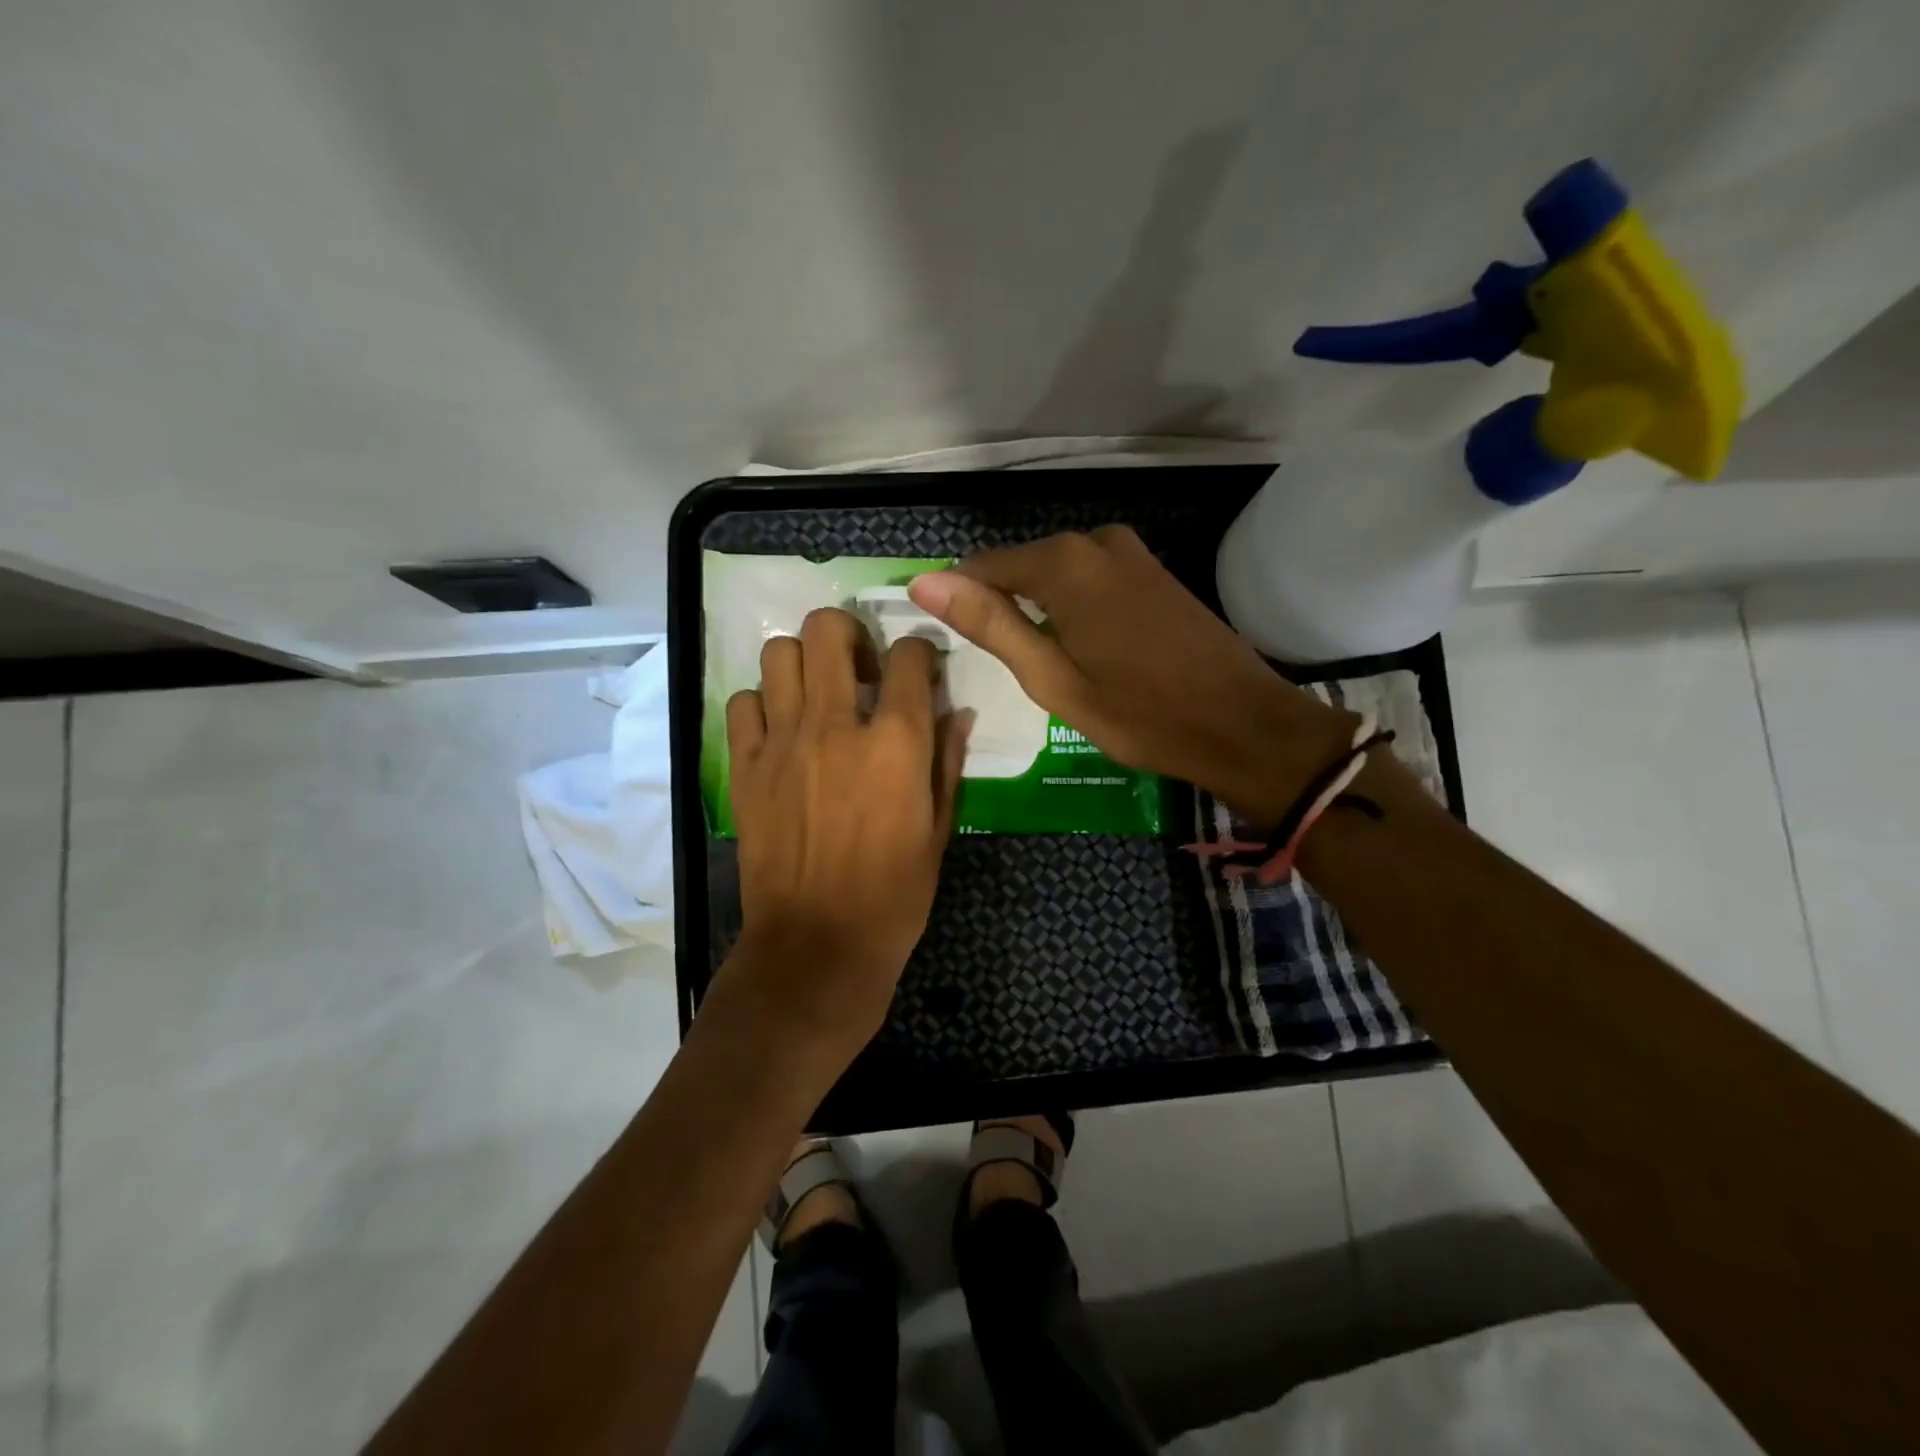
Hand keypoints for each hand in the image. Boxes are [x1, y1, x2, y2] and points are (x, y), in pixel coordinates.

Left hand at [720, 607, 968, 1059]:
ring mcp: (783, 742)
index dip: (919, 653)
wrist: (817, 945)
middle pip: (828, 629)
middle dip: (849, 633)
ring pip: (779, 653)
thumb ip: (948, 761)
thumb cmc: (894, 894)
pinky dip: (762, 704)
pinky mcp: (745, 766)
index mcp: (896, 742)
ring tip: (816, 693)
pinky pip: (743, 702)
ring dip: (802, 662)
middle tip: (858, 666)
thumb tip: (958, 713)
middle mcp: (836, 725)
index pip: (910, 656)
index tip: (918, 670)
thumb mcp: (939, 830)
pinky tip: (780, 731)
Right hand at [907, 526, 1348, 824]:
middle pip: (1021, 566)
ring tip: (1045, 665)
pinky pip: (1089, 577)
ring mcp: (1130, 552)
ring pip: (1055, 573)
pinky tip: (1082, 648)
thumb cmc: (1140, 713)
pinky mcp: (1152, 570)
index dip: (961, 603)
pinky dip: (1072, 607)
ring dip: (1039, 611)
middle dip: (1003, 608)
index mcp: (1064, 564)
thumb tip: (924, 582)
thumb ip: (989, 624)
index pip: (982, 567)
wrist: (1241, 724)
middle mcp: (1095, 541)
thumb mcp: (1052, 679)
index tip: (956, 646)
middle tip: (1010, 669)